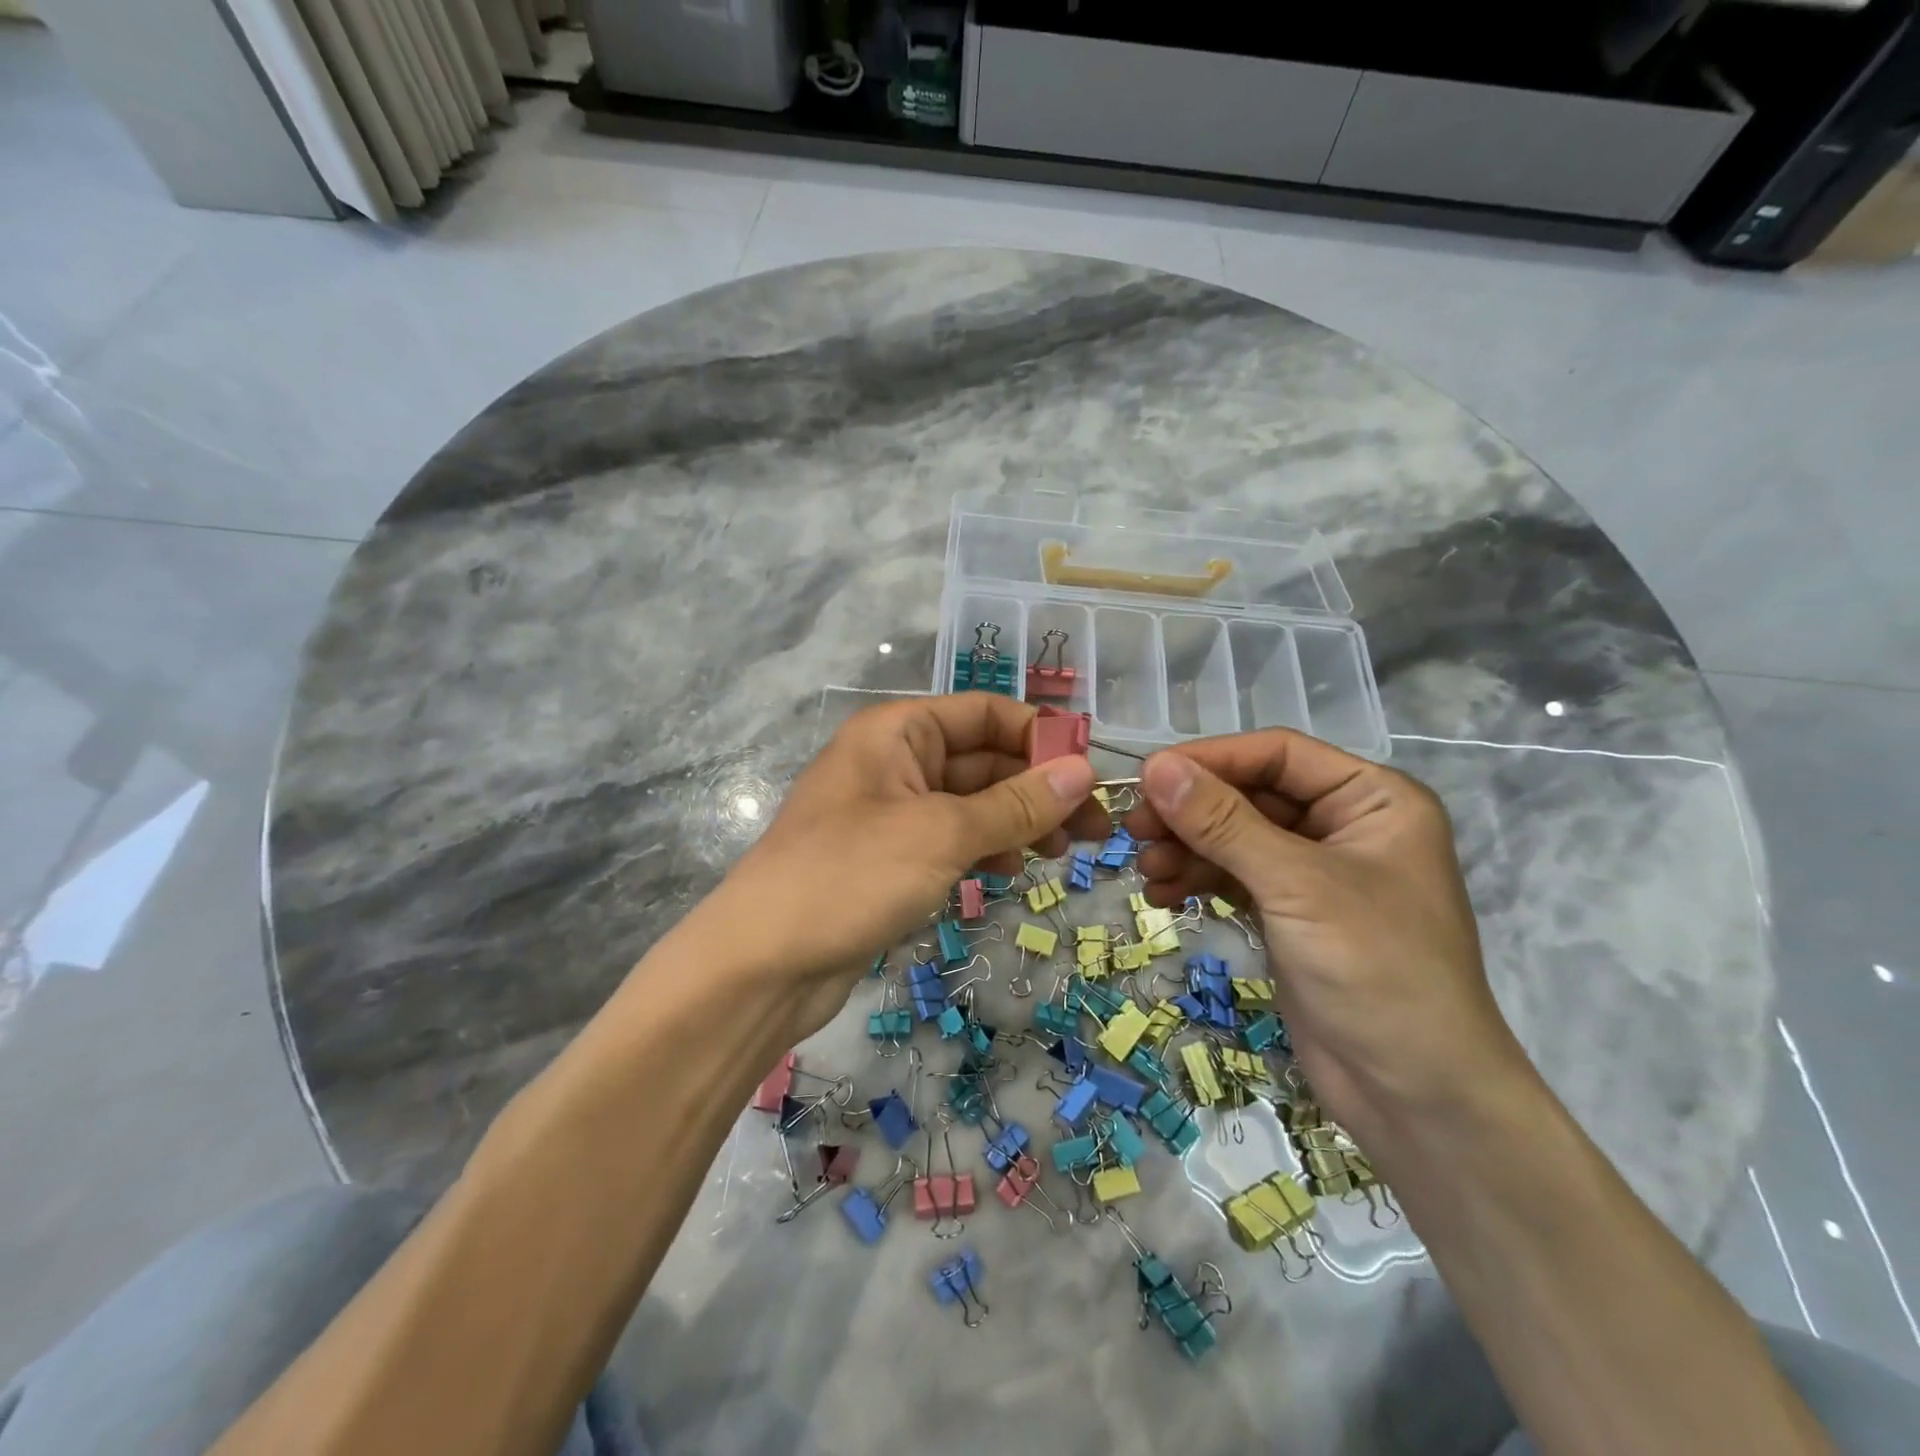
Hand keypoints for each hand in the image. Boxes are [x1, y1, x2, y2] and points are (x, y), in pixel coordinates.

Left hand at [696, 694, 1104, 1037]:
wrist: (763, 964)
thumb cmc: (850, 876)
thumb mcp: (941, 834)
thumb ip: (1016, 803)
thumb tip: (1084, 771)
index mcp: (898, 731)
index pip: (985, 713)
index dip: (1040, 737)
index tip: (1092, 773)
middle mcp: (894, 761)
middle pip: (983, 760)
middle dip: (1038, 789)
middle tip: (1097, 829)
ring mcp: (890, 812)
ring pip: (971, 803)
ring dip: (1018, 821)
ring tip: (1064, 853)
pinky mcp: (890, 859)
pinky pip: (951, 839)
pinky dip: (985, 848)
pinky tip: (1012, 870)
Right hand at [1123, 731, 1526, 1140]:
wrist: (1416, 1096)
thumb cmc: (1375, 971)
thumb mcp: (1295, 886)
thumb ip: (1223, 822)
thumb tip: (1156, 766)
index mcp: (1372, 799)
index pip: (1278, 754)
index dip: (1211, 759)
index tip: (1148, 776)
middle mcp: (1345, 825)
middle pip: (1251, 795)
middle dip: (1192, 812)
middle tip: (1135, 829)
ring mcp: (1315, 872)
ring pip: (1235, 837)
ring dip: (1187, 849)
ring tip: (1146, 871)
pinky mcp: (1290, 913)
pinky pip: (1234, 877)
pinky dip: (1198, 881)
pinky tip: (1163, 896)